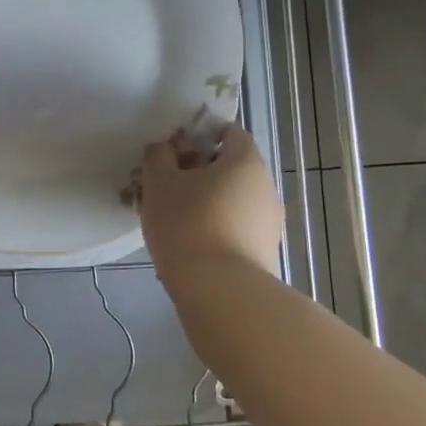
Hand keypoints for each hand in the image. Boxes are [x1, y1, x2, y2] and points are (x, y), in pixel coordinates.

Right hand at [137, 125, 284, 282]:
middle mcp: (264, 188)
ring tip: (163, 219)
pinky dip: (207, 228)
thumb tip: (165, 148)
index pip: (229, 132)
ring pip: (226, 200)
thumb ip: (159, 156)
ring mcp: (267, 223)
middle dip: (192, 173)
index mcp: (245, 162)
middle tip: (158, 186)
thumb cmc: (188, 225)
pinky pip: (231, 228)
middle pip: (226, 168)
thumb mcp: (160, 182)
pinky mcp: (262, 253)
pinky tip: (180, 244)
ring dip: (197, 202)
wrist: (221, 293)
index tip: (171, 152)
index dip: (199, 135)